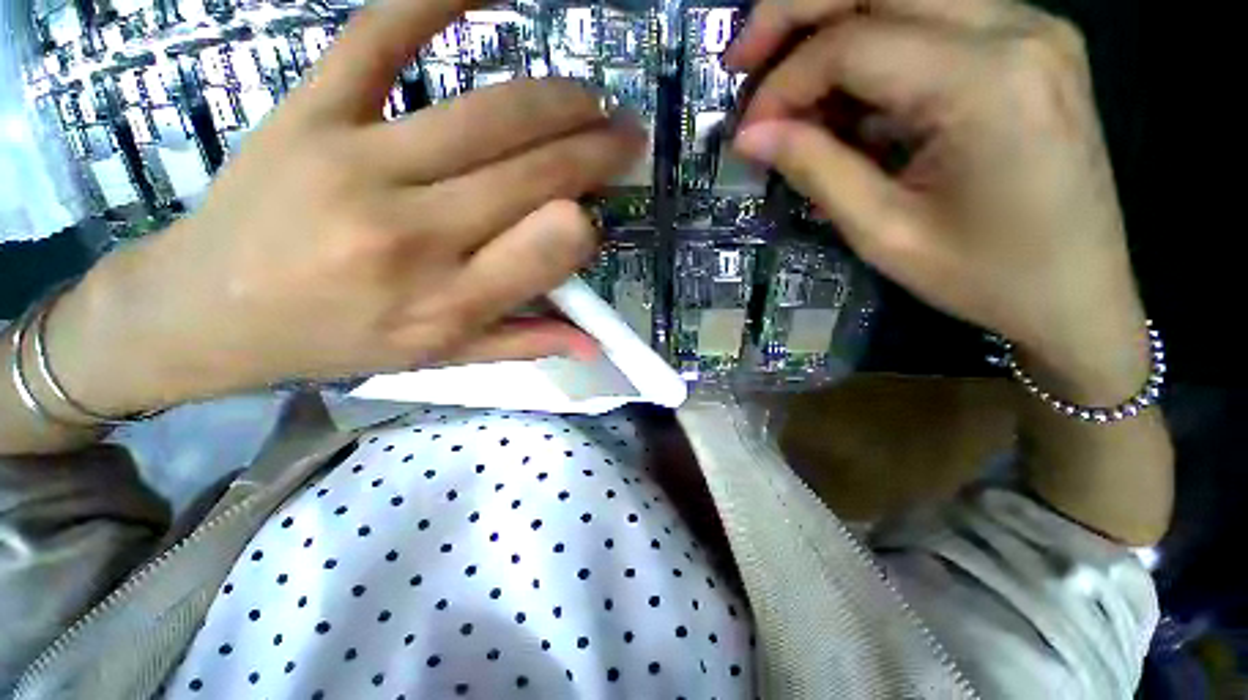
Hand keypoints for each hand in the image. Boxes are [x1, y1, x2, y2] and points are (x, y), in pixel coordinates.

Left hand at [48, 0, 644, 414]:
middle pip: (534, 174)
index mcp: (449, 304)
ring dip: (560, 101)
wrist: (208, 311)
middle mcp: (414, 236)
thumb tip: (593, 343)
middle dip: (598, 151)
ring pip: (489, 115)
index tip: (594, 219)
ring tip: (593, 99)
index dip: (587, 227)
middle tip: (630, 136)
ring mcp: (358, 164)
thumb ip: (525, 344)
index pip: (552, 248)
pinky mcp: (309, 111)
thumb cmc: (337, 341)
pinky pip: (380, 36)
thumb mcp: (441, 359)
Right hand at [728, 0, 1148, 402]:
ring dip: (832, 27)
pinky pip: (933, 17)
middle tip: (744, 61)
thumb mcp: (883, 234)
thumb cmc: (984, 277)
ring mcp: (1031, 25)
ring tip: (788, 83)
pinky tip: (847, 94)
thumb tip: (750, 136)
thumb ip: (815, 170)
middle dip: (794, 12)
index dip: (783, 83)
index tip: (747, 131)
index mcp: (987, 83)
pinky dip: (873, 45)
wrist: (1078, 293)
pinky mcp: (1029, 40)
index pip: (853, 45)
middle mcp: (1017, 27)